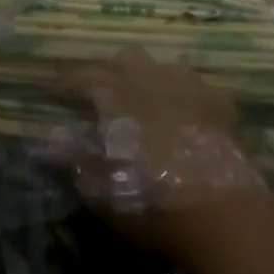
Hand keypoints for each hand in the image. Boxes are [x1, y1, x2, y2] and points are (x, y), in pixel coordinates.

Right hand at [62, 49, 268, 267]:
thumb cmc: (151, 203)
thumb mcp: (101, 189)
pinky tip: (190, 105)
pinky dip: (191, 91)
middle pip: (127, 58)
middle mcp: (151, 83)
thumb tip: (52, 136)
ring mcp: (189, 90)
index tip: (56, 84)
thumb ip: (75, 158)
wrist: (222, 215)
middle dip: (113, 68)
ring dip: (153, 75)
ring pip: (166, 64)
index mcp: (116, 98)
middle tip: (104, 89)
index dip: (67, 79)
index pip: (83, 76)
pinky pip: (203, 85)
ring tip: (148, 94)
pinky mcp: (220, 107)